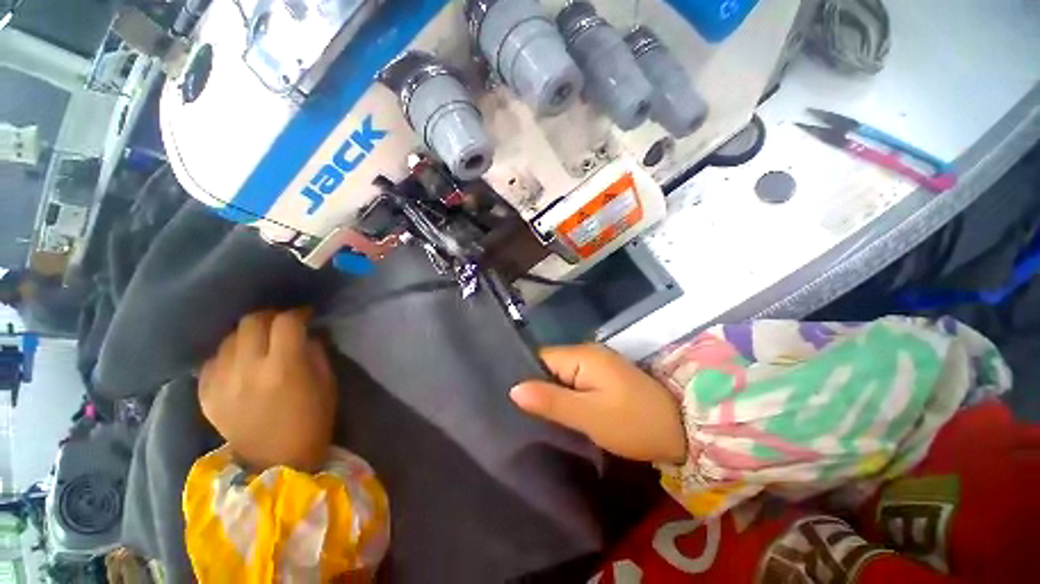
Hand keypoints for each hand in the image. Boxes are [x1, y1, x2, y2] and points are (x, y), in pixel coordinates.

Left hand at [200, 309, 336, 471]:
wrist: (277, 461)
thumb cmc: (313, 420)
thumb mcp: (327, 383)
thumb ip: (316, 352)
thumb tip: (306, 333)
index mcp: (284, 367)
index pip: (287, 322)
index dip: (298, 313)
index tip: (305, 315)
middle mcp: (248, 369)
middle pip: (251, 322)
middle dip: (269, 317)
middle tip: (280, 324)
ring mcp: (221, 382)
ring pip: (228, 339)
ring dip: (247, 335)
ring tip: (258, 344)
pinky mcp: (205, 395)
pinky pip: (212, 361)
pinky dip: (227, 356)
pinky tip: (239, 364)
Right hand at [510, 344, 686, 464]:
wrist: (683, 429)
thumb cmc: (633, 422)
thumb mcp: (588, 415)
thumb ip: (551, 401)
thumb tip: (513, 389)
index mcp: (582, 355)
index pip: (540, 358)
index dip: (526, 376)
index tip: (513, 400)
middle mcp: (587, 353)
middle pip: (550, 365)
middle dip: (539, 386)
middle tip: (524, 413)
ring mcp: (598, 364)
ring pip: (562, 374)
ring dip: (553, 392)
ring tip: (537, 414)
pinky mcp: (604, 377)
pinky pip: (576, 381)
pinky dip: (567, 394)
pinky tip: (561, 411)